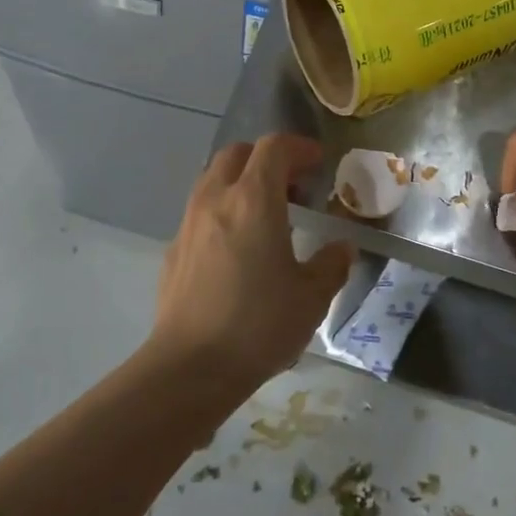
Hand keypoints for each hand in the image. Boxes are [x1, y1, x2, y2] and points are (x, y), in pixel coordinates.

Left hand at [151, 134, 354, 392]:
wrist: (190, 368)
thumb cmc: (259, 325)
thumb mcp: (312, 297)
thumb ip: (332, 264)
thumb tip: (341, 249)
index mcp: (253, 200)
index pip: (274, 148)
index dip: (300, 148)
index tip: (319, 164)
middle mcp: (216, 200)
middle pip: (238, 154)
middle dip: (268, 160)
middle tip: (294, 188)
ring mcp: (188, 224)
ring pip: (214, 180)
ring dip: (242, 184)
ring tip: (267, 217)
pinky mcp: (174, 251)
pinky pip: (200, 212)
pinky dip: (223, 212)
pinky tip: (238, 250)